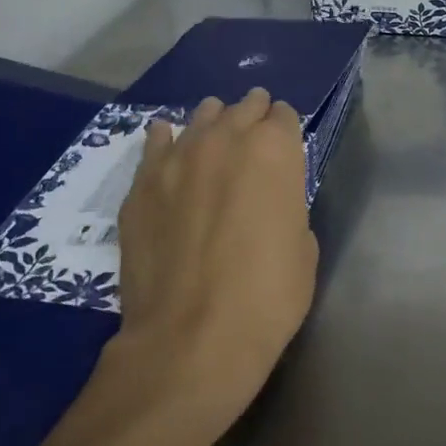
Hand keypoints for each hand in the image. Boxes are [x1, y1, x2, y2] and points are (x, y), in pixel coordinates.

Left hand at [104, 89, 318, 445]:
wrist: (193, 337)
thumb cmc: (268, 295)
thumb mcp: (303, 246)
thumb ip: (287, 205)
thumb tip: (268, 200)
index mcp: (275, 151)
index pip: (283, 116)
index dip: (286, 129)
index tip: (285, 145)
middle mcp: (226, 139)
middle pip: (242, 108)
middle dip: (253, 117)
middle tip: (256, 137)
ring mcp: (178, 159)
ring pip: (200, 117)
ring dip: (215, 124)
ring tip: (217, 137)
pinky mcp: (141, 184)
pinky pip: (156, 143)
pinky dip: (168, 141)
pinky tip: (171, 145)